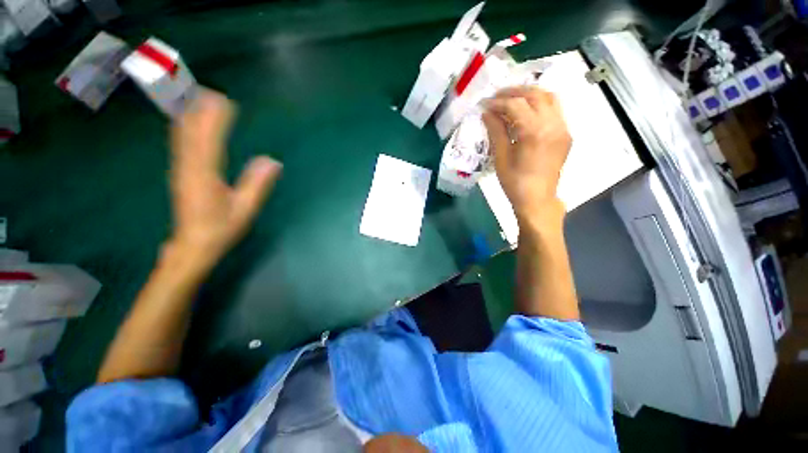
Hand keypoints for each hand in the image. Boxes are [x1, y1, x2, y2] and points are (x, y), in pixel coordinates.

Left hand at [168, 89, 280, 271]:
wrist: (192, 246)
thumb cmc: (221, 229)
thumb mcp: (245, 209)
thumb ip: (257, 184)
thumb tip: (272, 161)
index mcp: (205, 175)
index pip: (210, 139)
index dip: (216, 118)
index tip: (226, 101)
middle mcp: (188, 167)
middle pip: (191, 132)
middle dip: (199, 110)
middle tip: (210, 91)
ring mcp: (181, 170)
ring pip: (182, 136)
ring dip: (189, 116)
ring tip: (197, 98)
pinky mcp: (180, 174)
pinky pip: (180, 145)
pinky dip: (183, 128)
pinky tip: (185, 122)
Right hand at [482, 87, 571, 223]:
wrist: (537, 199)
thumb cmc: (514, 183)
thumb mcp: (501, 158)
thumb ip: (496, 132)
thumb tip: (487, 113)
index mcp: (534, 132)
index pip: (515, 105)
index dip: (498, 102)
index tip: (484, 104)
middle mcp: (553, 124)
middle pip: (535, 94)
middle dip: (513, 91)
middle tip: (496, 96)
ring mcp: (562, 128)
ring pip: (549, 97)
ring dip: (529, 93)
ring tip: (512, 98)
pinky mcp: (565, 133)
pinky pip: (555, 109)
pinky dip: (540, 103)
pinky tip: (527, 110)